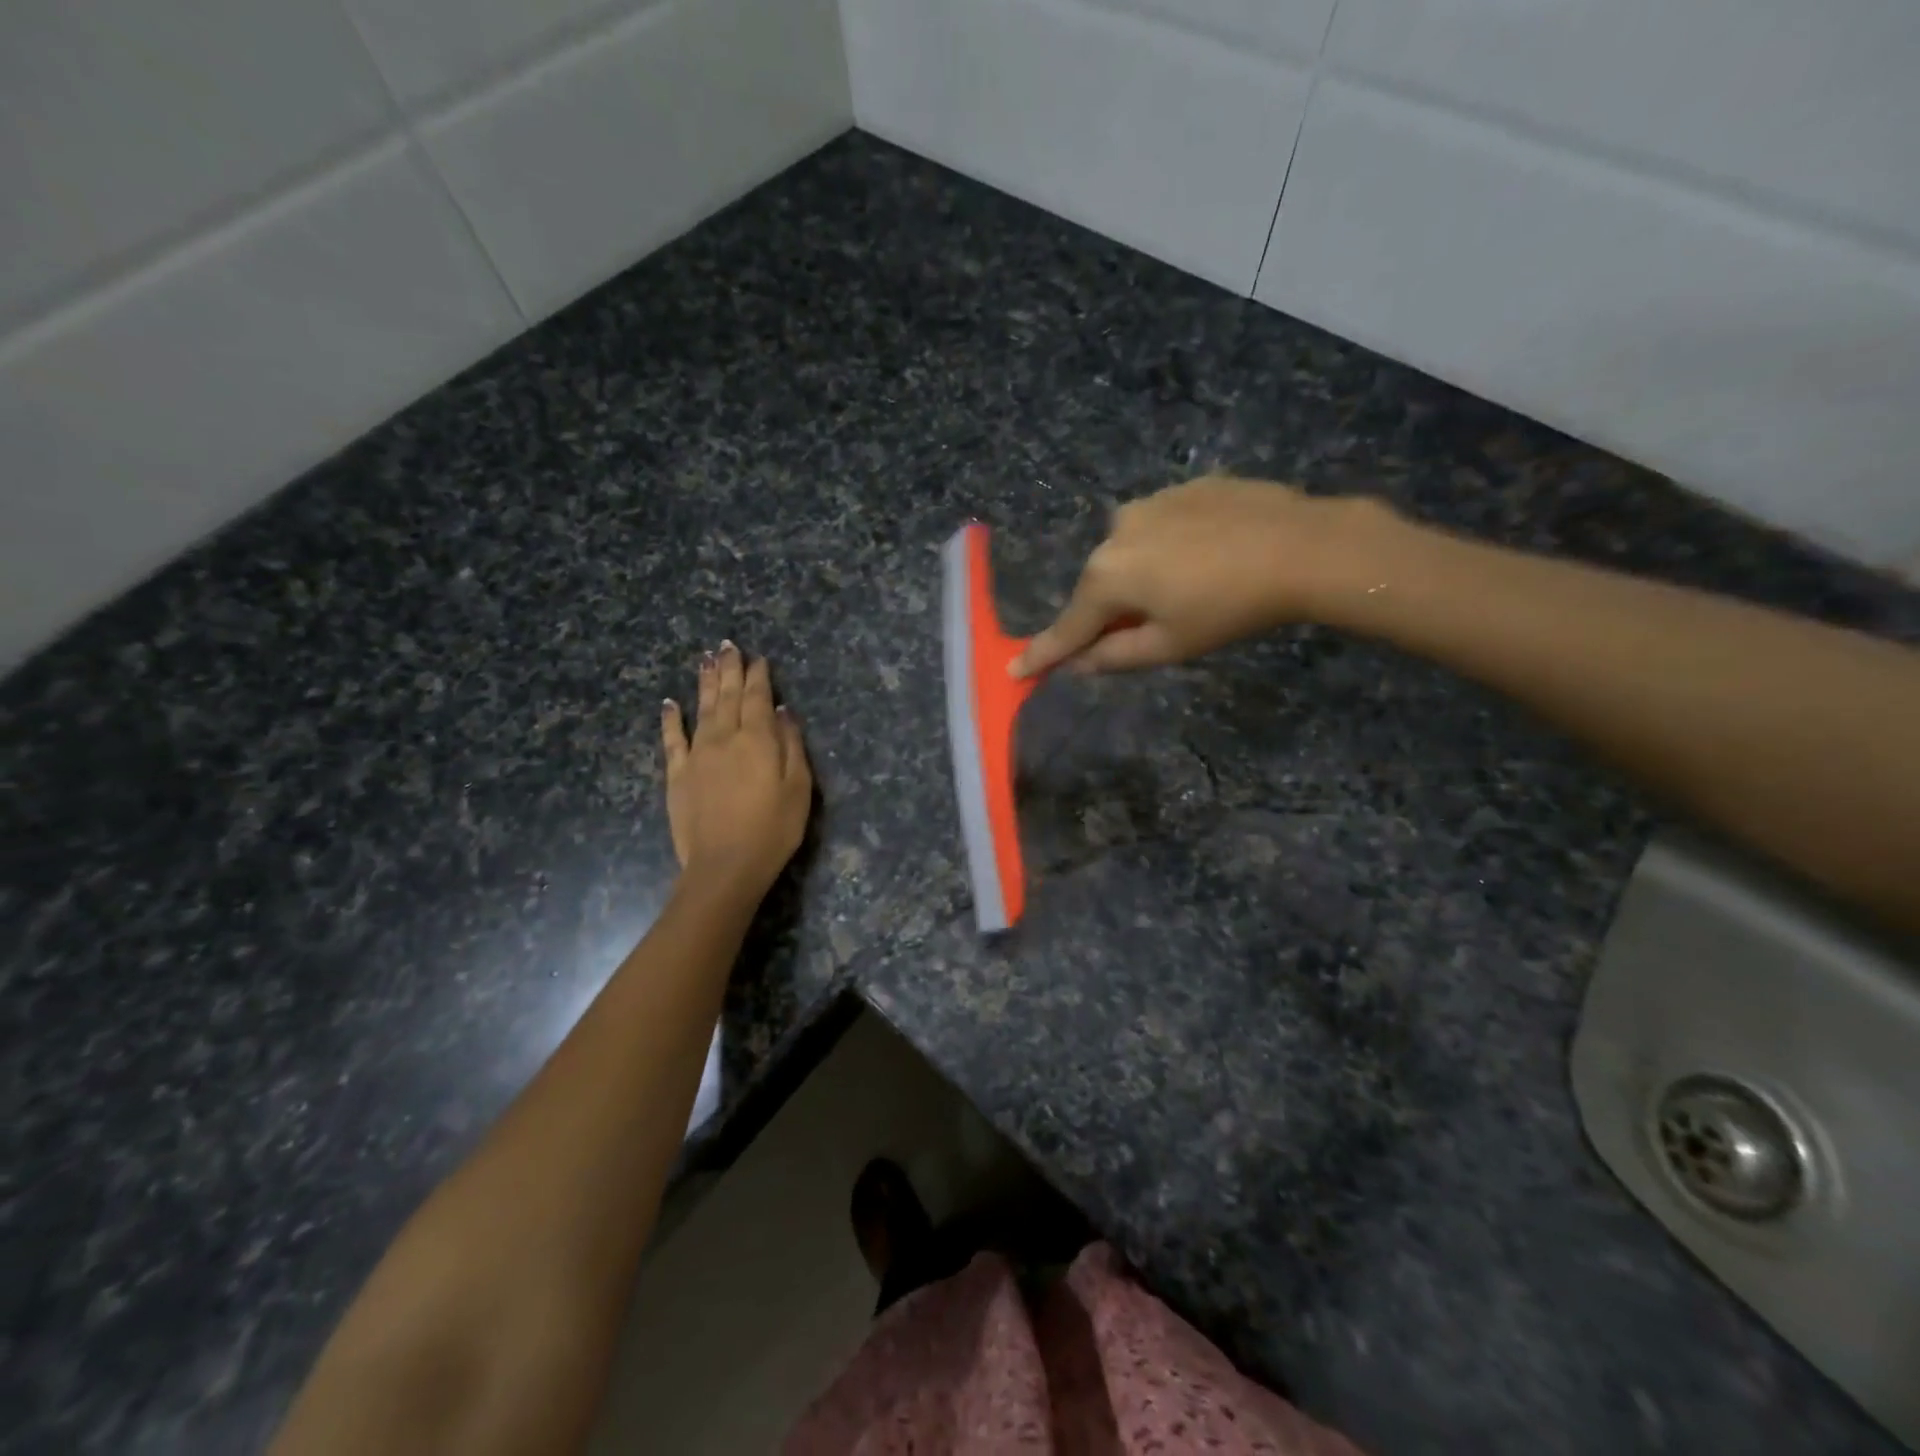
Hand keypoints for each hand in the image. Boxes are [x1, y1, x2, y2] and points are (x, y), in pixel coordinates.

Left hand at [661, 642, 811, 896]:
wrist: (725, 866)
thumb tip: (783, 712)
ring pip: (702, 708)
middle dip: (729, 669)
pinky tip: (669, 703)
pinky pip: (672, 739)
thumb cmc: (773, 829)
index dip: (759, 675)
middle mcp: (725, 737)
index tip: (758, 658)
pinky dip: (671, 719)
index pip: (758, 697)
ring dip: (704, 682)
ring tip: (706, 659)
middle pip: (728, 695)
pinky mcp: (678, 774)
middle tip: (727, 645)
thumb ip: (792, 745)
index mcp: (758, 739)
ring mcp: (697, 754)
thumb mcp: (799, 787)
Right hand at [1012, 475, 1398, 675]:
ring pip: (1130, 554)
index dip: (1043, 653)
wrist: (1302, 545)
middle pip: (1099, 587)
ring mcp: (1148, 503)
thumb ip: (1113, 656)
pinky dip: (1170, 548)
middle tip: (1146, 630)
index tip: (1015, 670)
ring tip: (1190, 588)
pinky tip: (1207, 556)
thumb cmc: (1229, 607)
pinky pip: (1160, 527)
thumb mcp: (1170, 645)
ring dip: (1142, 576)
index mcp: (1107, 576)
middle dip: (1111, 611)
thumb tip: (1077, 665)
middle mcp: (1114, 533)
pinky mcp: (1181, 487)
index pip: (1067, 627)